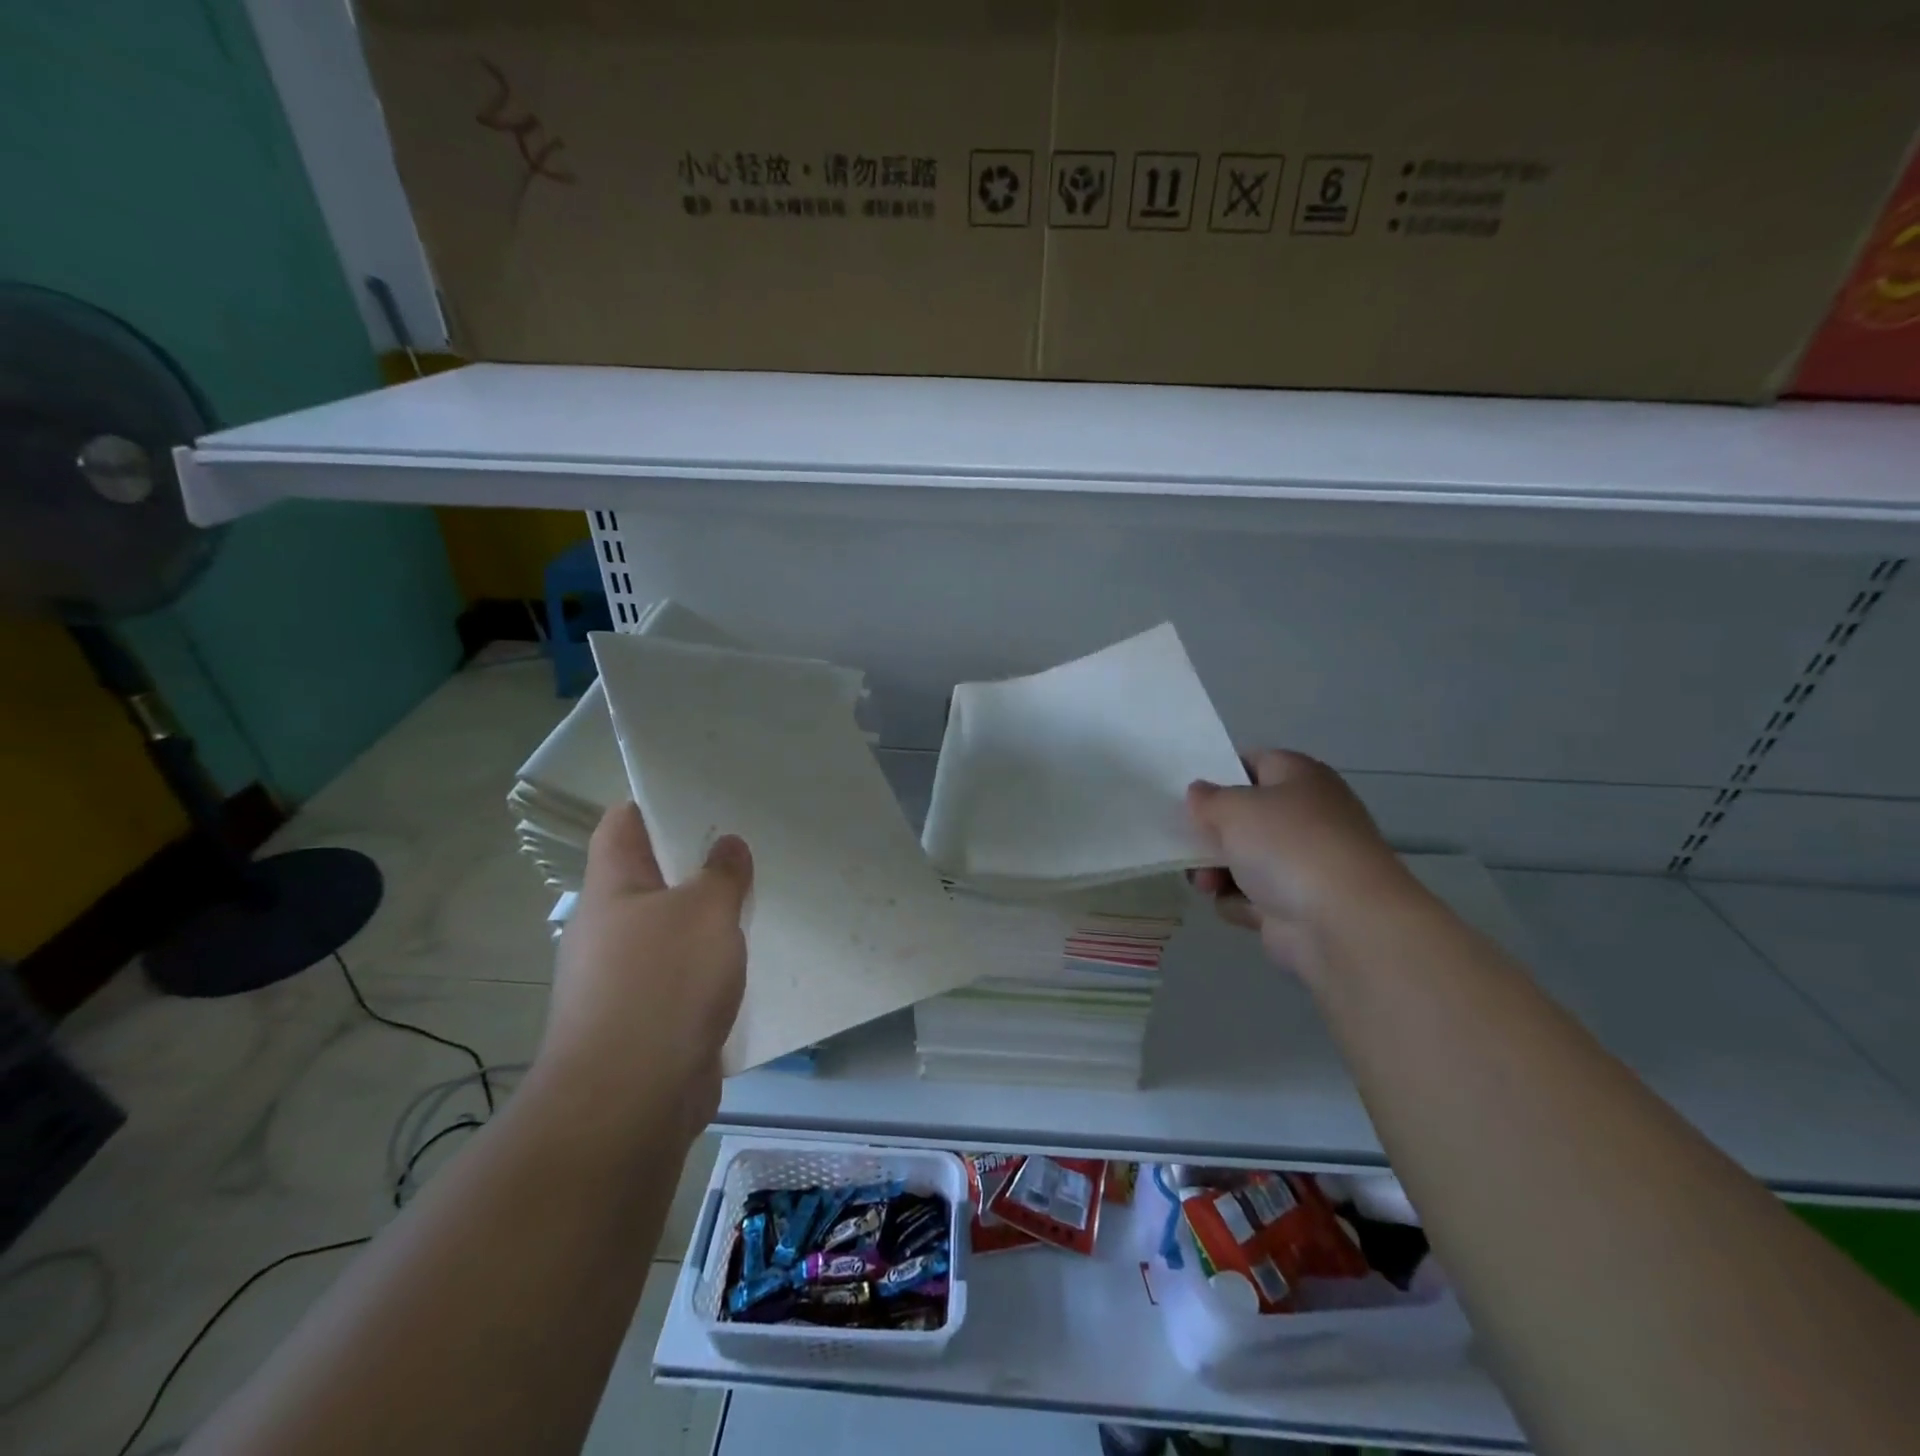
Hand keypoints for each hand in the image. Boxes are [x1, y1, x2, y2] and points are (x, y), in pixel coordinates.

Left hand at [533, 802, 751, 1145]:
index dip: (653, 803)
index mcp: (612, 890)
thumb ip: (721, 874)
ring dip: (707, 918)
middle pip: (650, 877)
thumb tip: (727, 845)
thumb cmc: (663, 984)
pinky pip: (682, 977)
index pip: (622, 825)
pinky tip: (747, 962)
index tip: (699, 792)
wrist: (629, 1101)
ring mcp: (622, 978)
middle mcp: (609, 929)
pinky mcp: (644, 1020)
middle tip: (745, 845)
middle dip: (694, 862)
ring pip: (670, 930)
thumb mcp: (705, 913)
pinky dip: (710, 966)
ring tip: (756, 898)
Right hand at [1187, 750, 1416, 970]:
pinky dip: (1240, 902)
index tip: (1189, 794)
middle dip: (1211, 832)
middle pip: (1244, 816)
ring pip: (1242, 858)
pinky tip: (1240, 907)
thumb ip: (1208, 798)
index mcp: (1300, 777)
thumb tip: (1199, 794)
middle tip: (1186, 841)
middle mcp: (1306, 815)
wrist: (1343, 922)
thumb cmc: (1289, 846)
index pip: (1254, 762)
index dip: (1220, 774)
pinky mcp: (1297, 904)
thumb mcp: (1235, 807)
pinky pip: (1252, 895)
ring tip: (1205, 883)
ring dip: (1216, 871)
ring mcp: (1304, 862)